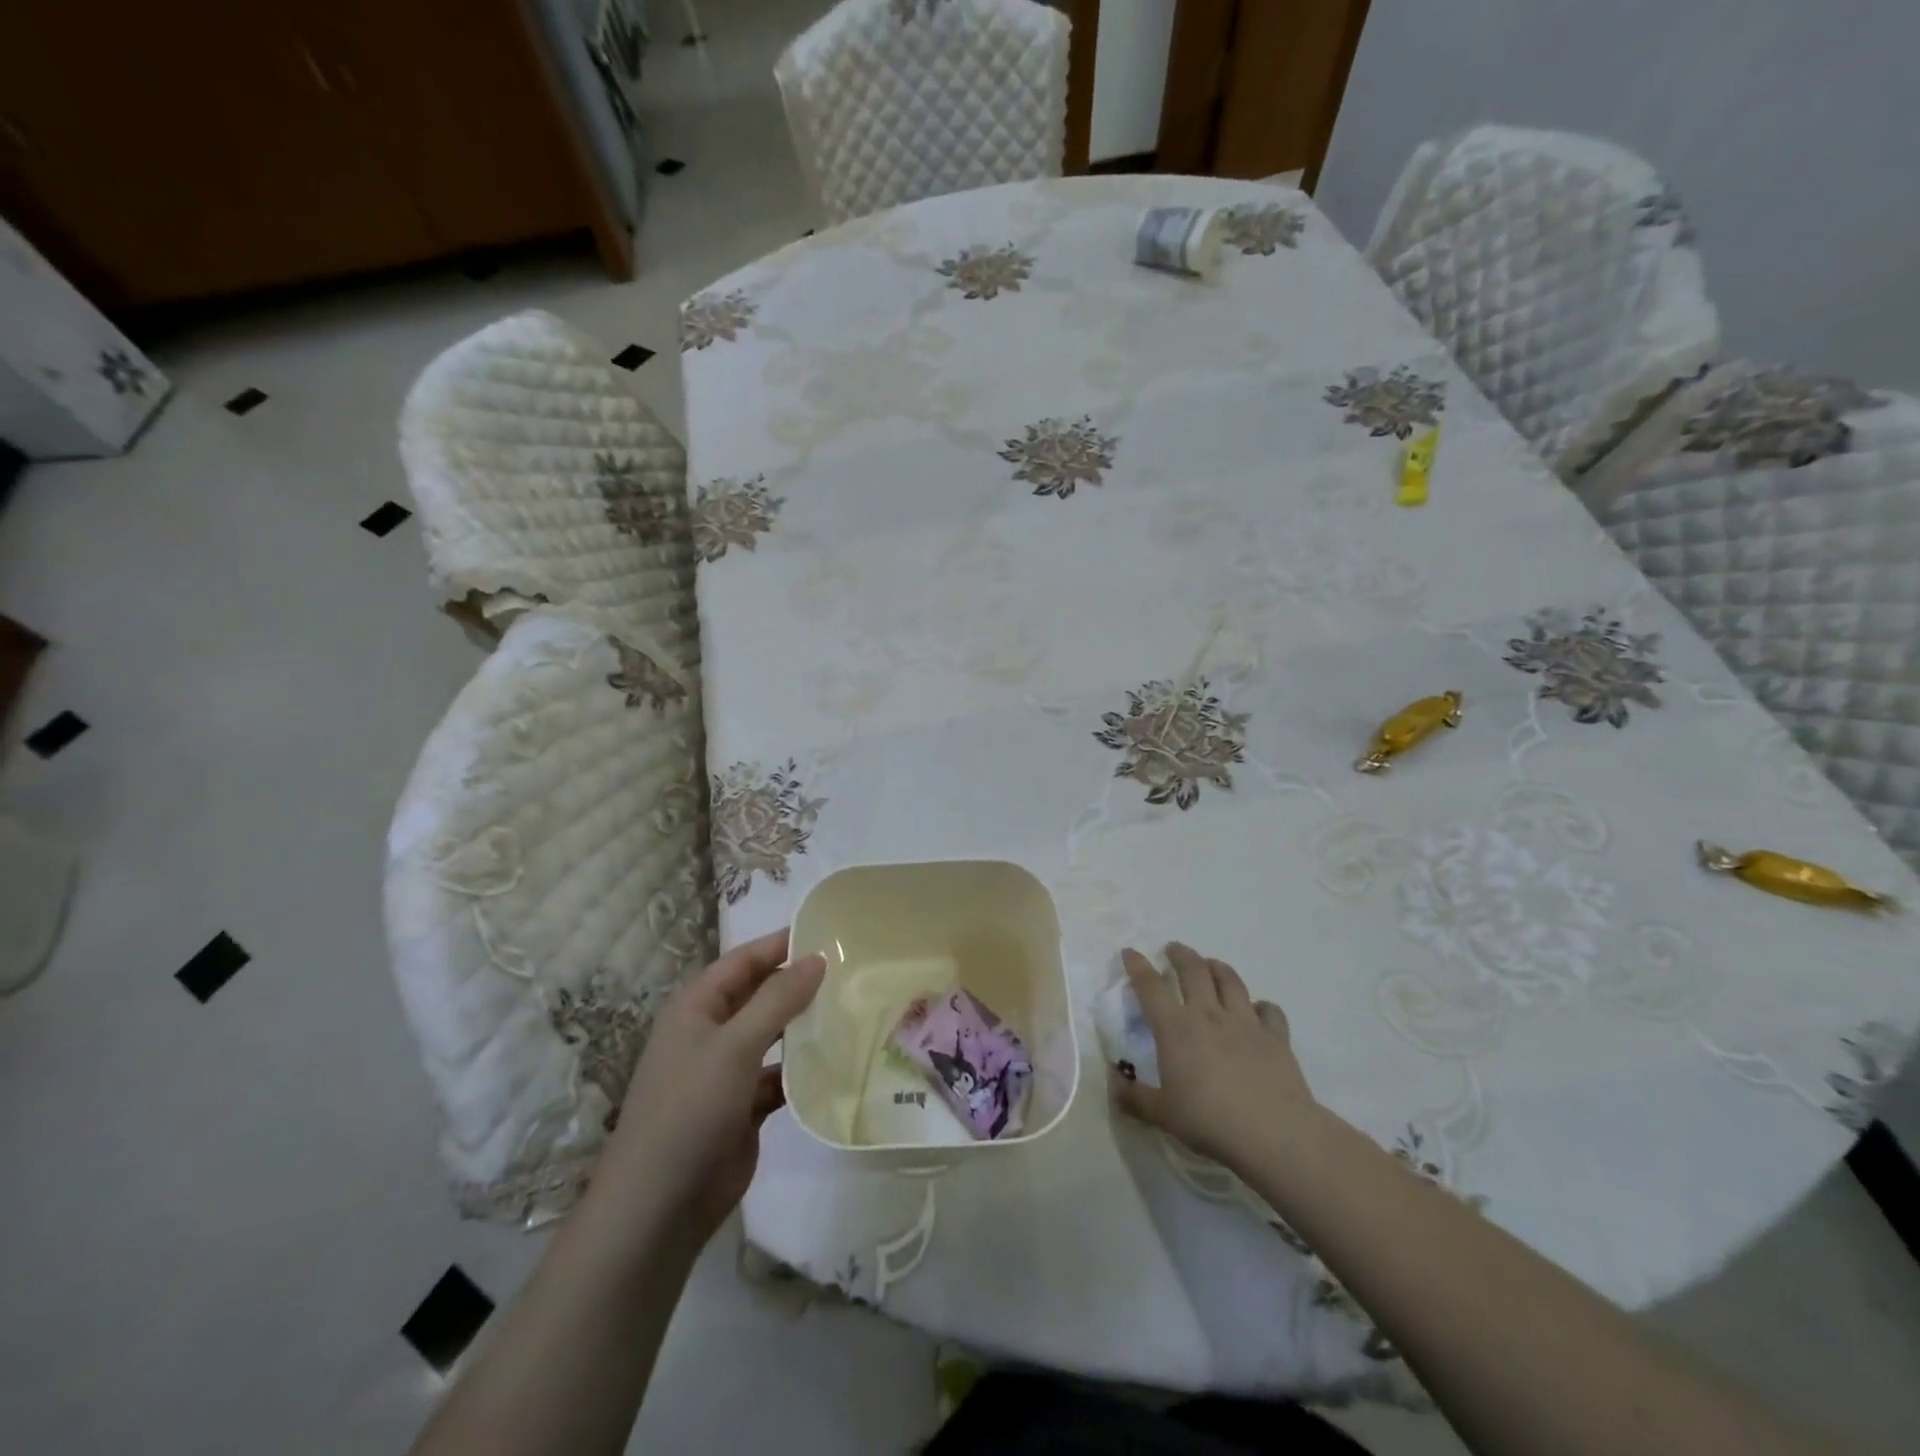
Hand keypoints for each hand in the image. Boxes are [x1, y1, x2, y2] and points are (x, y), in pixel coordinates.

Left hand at [593, 929, 825, 1244]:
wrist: (660, 1206)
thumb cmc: (691, 1108)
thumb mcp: (735, 1045)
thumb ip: (778, 999)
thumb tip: (817, 958)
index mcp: (697, 1007)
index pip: (744, 960)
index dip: (782, 944)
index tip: (829, 933)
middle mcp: (711, 1032)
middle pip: (761, 995)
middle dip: (799, 984)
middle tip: (851, 971)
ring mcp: (727, 1071)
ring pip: (774, 1035)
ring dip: (805, 1026)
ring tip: (853, 1009)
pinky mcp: (744, 1106)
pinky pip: (780, 1076)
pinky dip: (804, 1070)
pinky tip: (839, 1063)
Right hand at [1112, 942, 1318, 1166]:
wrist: (1274, 1134)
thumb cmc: (1210, 1122)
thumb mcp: (1163, 1115)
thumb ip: (1135, 1098)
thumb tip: (1115, 1085)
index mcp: (1175, 1029)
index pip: (1150, 987)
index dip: (1138, 966)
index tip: (1130, 952)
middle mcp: (1208, 1015)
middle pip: (1193, 970)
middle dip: (1180, 954)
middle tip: (1173, 949)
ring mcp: (1245, 1022)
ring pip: (1230, 980)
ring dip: (1217, 967)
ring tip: (1210, 965)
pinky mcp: (1276, 1036)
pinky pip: (1269, 1009)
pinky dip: (1261, 1005)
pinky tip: (1258, 1011)